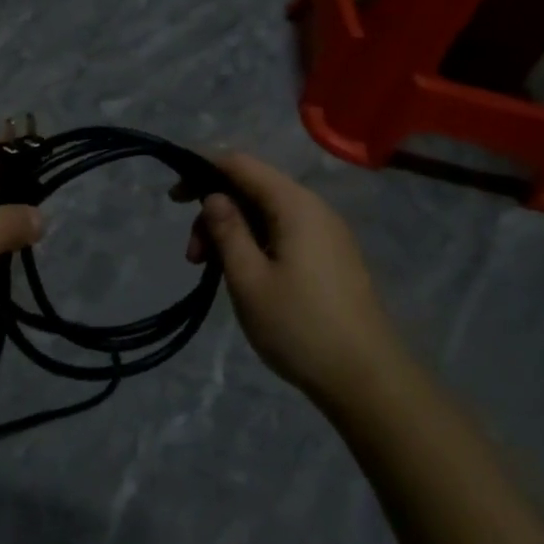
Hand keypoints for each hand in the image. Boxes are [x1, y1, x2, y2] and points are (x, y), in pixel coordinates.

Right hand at [185, 153, 401, 405]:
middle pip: (253, 188)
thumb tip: (213, 196)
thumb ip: (227, 230)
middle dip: (215, 211)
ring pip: (267, 213)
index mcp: (294, 204)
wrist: (368, 380)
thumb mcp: (249, 279)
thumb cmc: (300, 326)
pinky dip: (255, 243)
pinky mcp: (331, 257)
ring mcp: (327, 233)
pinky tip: (244, 275)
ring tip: (212, 271)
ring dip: (233, 232)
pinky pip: (284, 232)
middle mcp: (314, 207)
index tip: (174, 198)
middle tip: (192, 256)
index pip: (240, 163)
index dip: (202, 170)